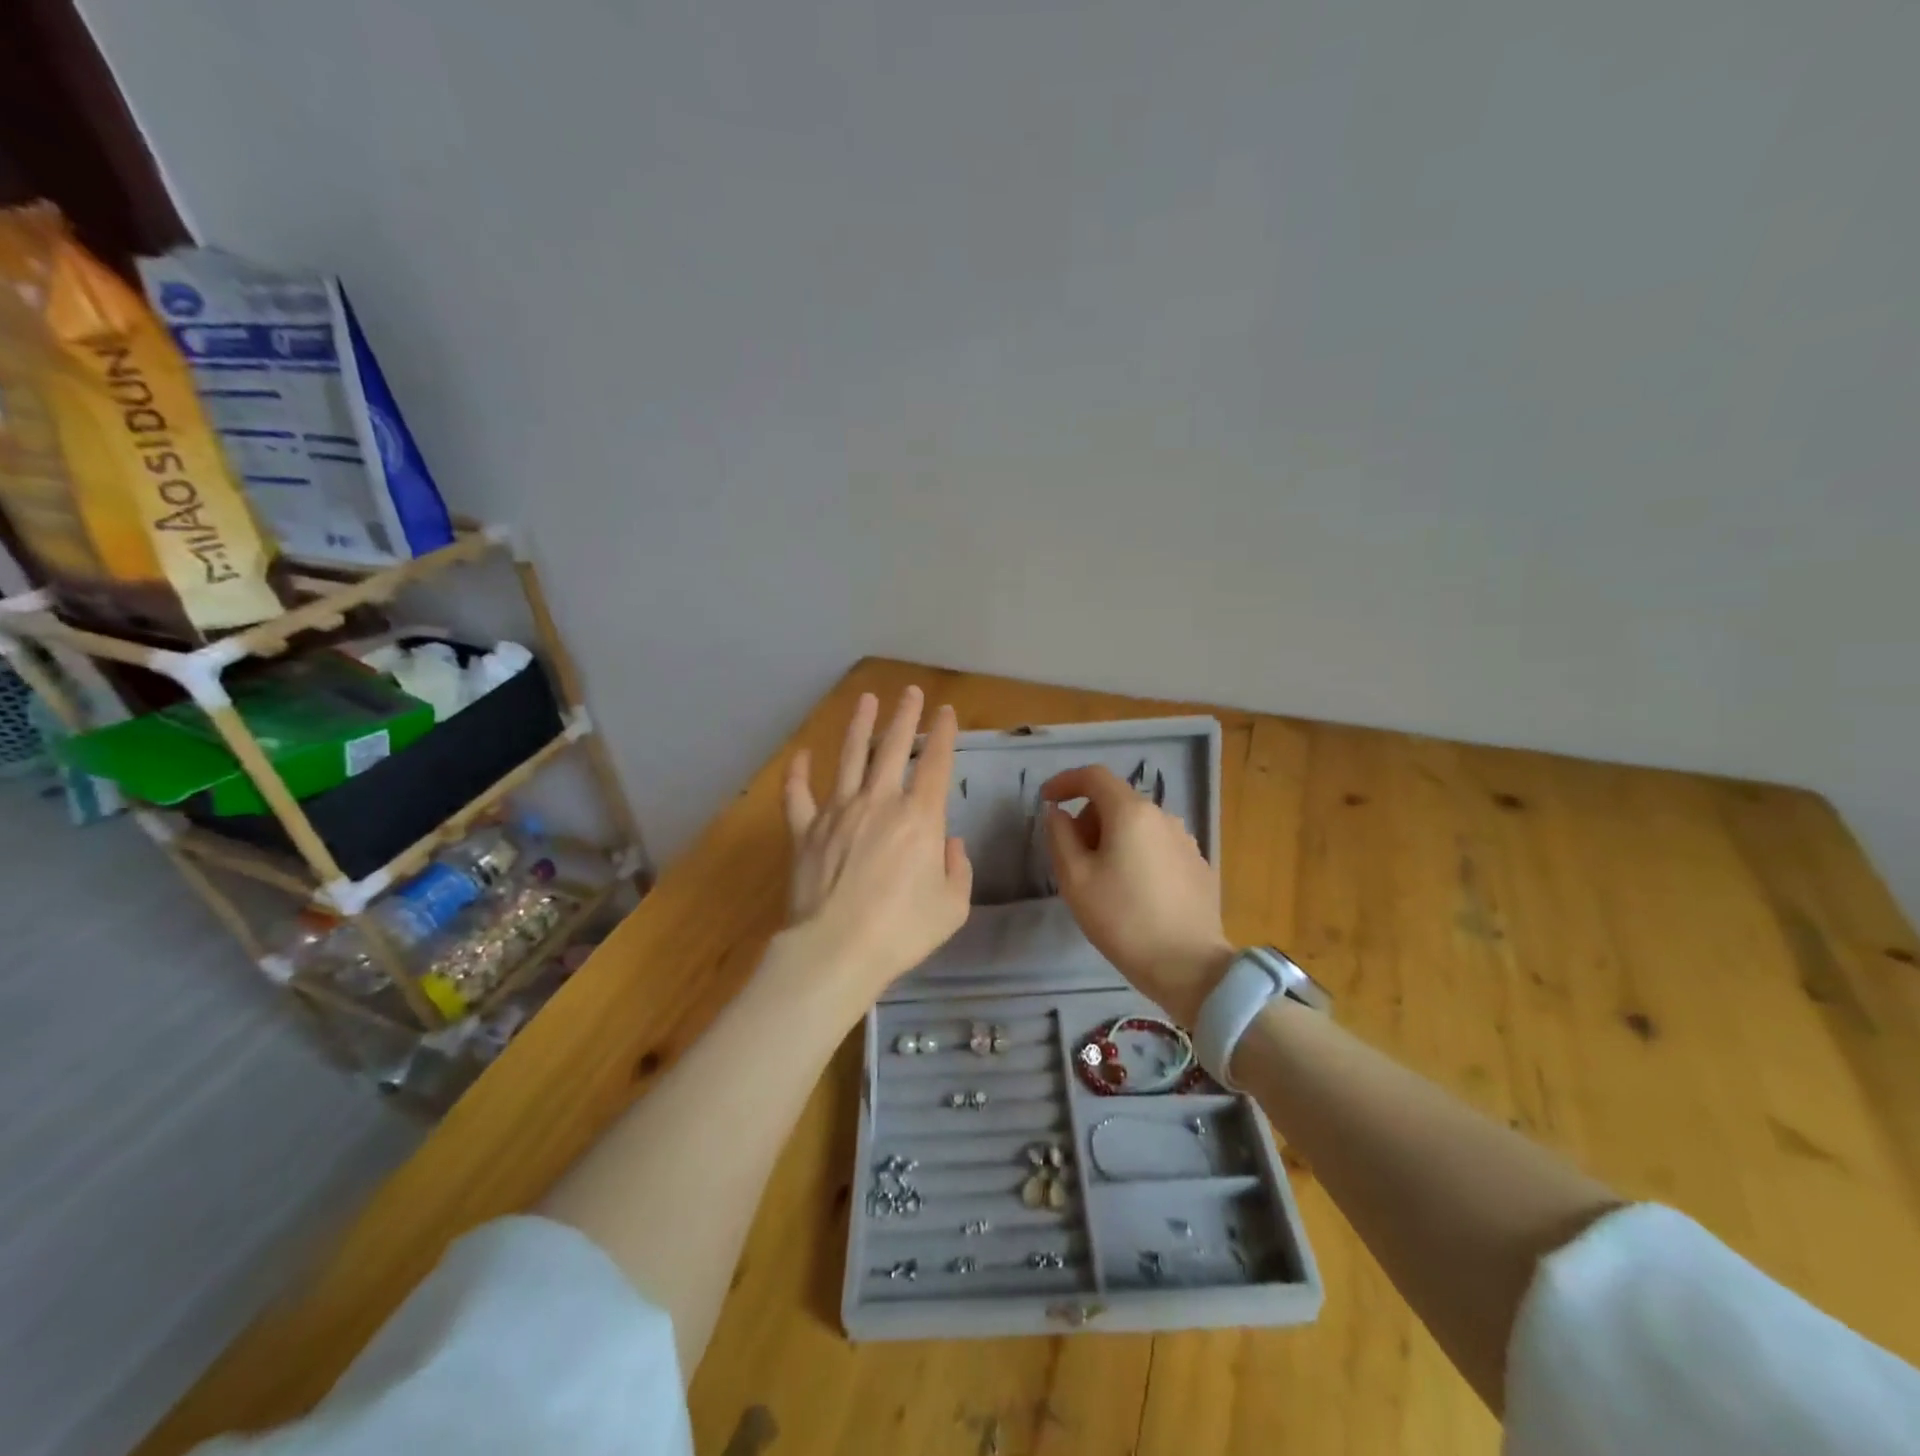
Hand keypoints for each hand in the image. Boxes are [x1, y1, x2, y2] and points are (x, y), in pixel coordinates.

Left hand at [782, 686, 972, 1006]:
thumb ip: (957, 869)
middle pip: (893, 748)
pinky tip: (801, 755)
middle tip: (910, 692)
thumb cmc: (902, 931)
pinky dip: (797, 774)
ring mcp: (837, 812)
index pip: (936, 764)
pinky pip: (798, 795)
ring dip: (859, 726)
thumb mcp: (951, 906)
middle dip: (904, 716)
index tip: (946, 712)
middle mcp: (879, 802)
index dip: (944, 734)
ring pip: (849, 757)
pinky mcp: (805, 831)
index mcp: (920, 817)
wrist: (836, 950)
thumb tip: (949, 844)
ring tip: (867, 700)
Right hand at [1041, 764, 1233, 1025]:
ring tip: (1102, 878)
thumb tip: (1058, 813)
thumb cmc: (1123, 919)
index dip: (1066, 781)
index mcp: (1131, 813)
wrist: (1189, 966)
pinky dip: (1137, 853)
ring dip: (1113, 837)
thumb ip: (1060, 836)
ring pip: (1138, 824)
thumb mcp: (1075, 879)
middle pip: (1117, 800)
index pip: (1094, 776)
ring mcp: (1185, 840)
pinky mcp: (1198, 865)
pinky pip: (1157, 845)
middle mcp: (1163, 816)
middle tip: (1072, 855)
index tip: (1047, 800)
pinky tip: (1133, 891)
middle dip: (1088, 817)